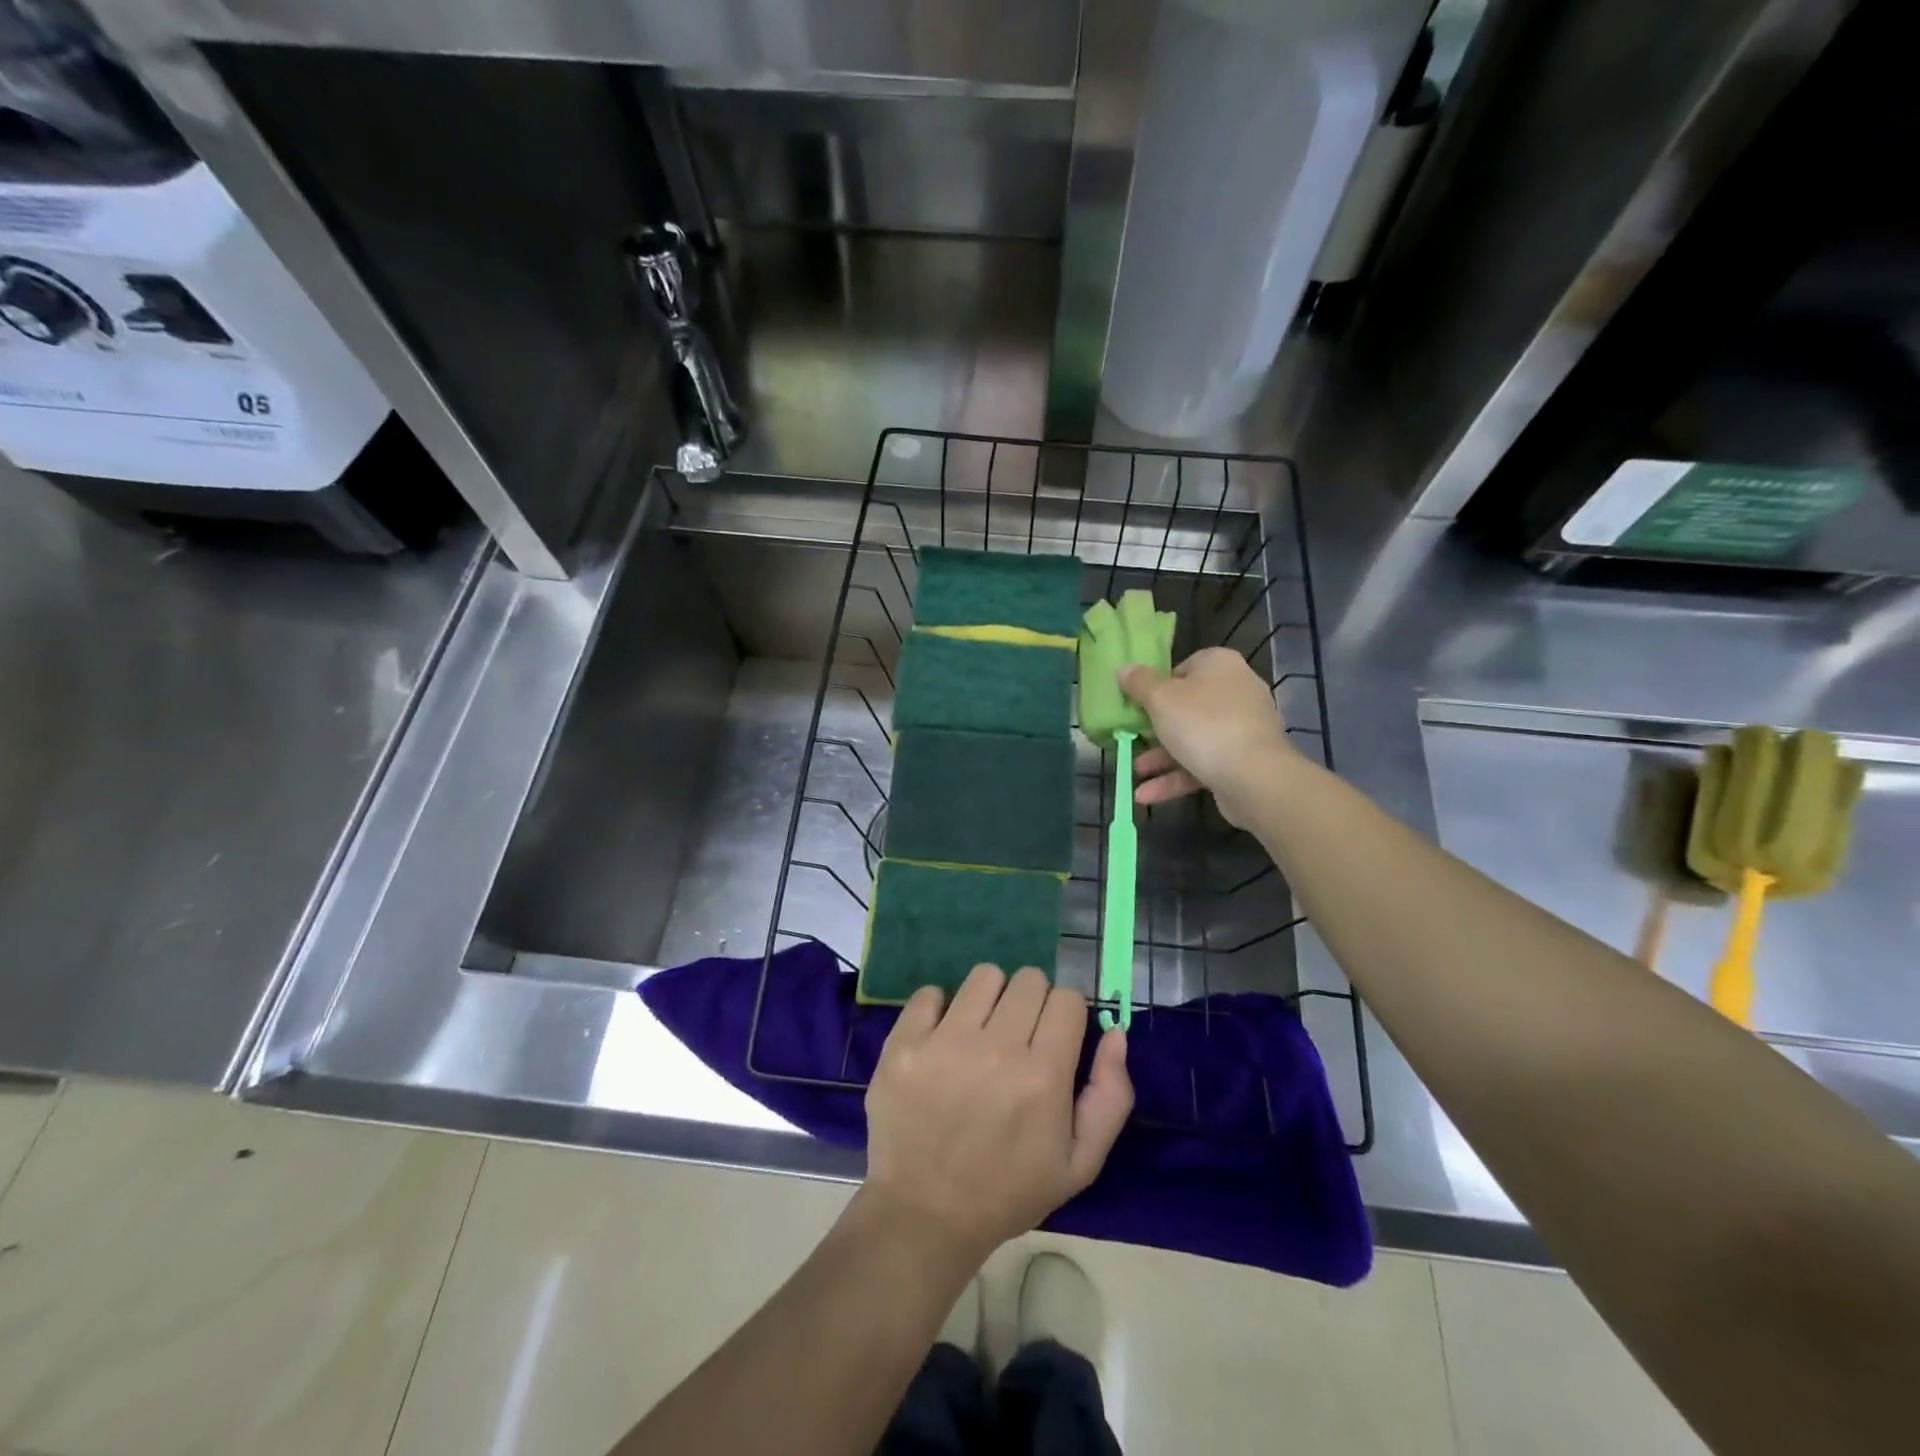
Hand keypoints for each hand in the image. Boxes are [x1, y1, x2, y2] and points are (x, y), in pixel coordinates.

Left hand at [862, 965, 1132, 1266]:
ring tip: (980, 1032)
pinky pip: (930, 992)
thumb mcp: (1079, 1163)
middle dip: (1032, 1002)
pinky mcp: (903, 1044)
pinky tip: (941, 1038)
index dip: (1065, 1015)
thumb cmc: (1007, 1191)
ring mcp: (944, 1042)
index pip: (1067, 998)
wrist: (924, 1216)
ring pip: (984, 975)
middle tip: (1018, 1036)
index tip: (1054, 1037)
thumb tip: (1115, 1032)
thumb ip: (1110, 1096)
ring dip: (990, 997)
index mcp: (1043, 1076)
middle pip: (1029, 979)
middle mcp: (996, 1049)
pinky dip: (939, 1008)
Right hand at [1119, 647, 1291, 825]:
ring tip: (1135, 773)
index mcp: (1220, 665)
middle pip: (1187, 706)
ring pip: (1193, 739)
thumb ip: (1139, 683)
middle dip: (1155, 728)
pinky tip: (1147, 795)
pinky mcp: (1243, 760)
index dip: (1158, 685)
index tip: (1139, 704)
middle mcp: (1236, 691)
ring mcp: (1242, 728)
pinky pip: (1204, 764)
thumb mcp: (1160, 698)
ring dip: (1161, 758)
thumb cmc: (1203, 724)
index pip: (1184, 667)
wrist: (1254, 777)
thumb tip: (1124, 669)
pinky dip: (1177, 777)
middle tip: (1132, 738)